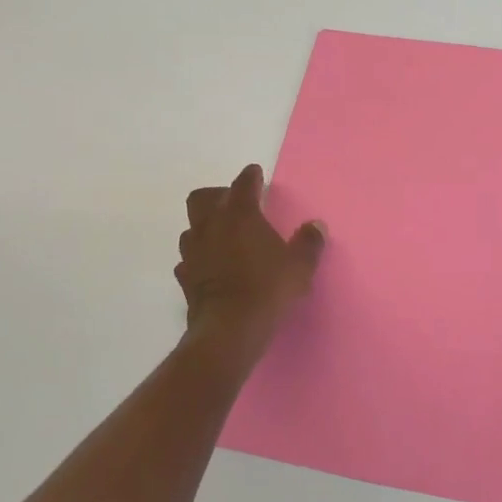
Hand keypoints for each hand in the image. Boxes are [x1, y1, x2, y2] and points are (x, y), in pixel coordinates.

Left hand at [175, 164, 324, 356]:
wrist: (230, 328)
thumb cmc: (268, 288)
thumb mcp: (300, 266)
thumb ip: (309, 242)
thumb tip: (316, 226)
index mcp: (241, 216)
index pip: (243, 184)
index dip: (250, 176)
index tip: (255, 173)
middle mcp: (212, 226)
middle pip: (202, 198)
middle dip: (217, 195)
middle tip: (235, 203)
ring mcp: (194, 252)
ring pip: (192, 227)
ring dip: (205, 226)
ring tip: (222, 236)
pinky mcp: (185, 277)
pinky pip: (189, 259)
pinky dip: (200, 257)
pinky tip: (211, 266)